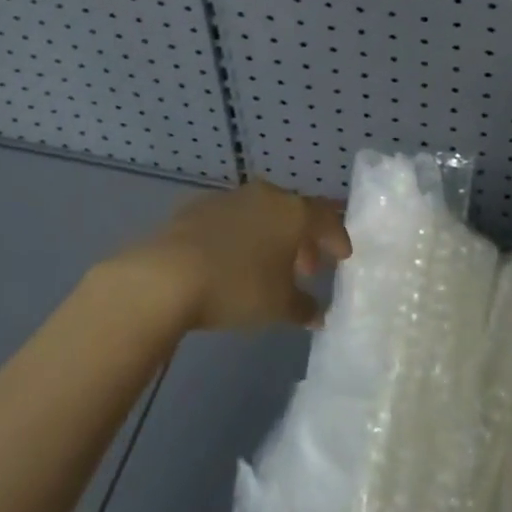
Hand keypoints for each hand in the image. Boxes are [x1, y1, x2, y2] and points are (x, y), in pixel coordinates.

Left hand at [130, 179, 351, 331]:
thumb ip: (303, 308)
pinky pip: (233, 219)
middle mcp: (267, 195)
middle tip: (308, 269)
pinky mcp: (199, 207)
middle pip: (295, 213)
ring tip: (269, 266)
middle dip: (304, 240)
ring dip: (272, 236)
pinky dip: (242, 235)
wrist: (167, 274)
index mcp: (294, 212)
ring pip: (263, 213)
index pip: (327, 219)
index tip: (343, 257)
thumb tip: (318, 315)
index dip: (337, 239)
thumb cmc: (237, 287)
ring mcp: (231, 197)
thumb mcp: (277, 307)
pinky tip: (232, 259)